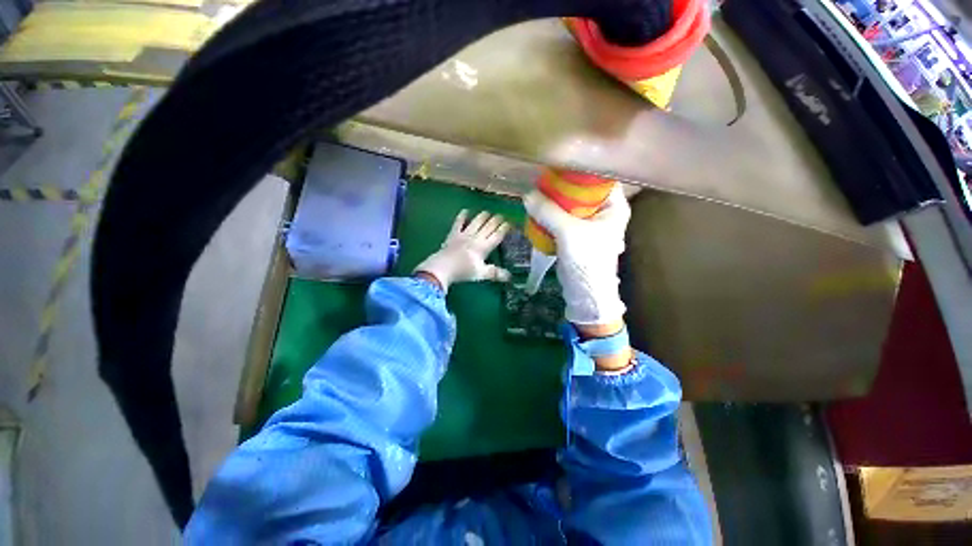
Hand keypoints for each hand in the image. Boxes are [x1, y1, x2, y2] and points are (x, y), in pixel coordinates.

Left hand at [414, 210, 511, 291]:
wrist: (443, 267)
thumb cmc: (464, 271)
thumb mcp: (481, 274)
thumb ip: (495, 273)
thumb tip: (510, 277)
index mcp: (484, 247)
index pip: (497, 235)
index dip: (504, 228)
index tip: (509, 223)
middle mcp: (476, 237)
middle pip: (488, 226)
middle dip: (496, 220)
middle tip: (501, 215)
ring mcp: (464, 234)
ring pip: (476, 222)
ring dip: (482, 216)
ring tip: (487, 212)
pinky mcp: (453, 234)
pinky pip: (459, 222)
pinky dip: (462, 216)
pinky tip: (465, 211)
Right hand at [523, 186, 629, 325]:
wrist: (585, 293)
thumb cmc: (586, 261)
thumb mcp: (568, 232)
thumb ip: (548, 211)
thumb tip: (527, 194)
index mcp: (614, 207)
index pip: (598, 179)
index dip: (579, 172)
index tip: (557, 167)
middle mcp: (604, 212)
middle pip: (581, 192)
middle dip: (561, 188)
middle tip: (542, 182)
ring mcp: (589, 225)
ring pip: (570, 206)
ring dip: (554, 202)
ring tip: (537, 195)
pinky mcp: (576, 236)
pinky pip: (563, 219)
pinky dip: (551, 215)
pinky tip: (539, 212)